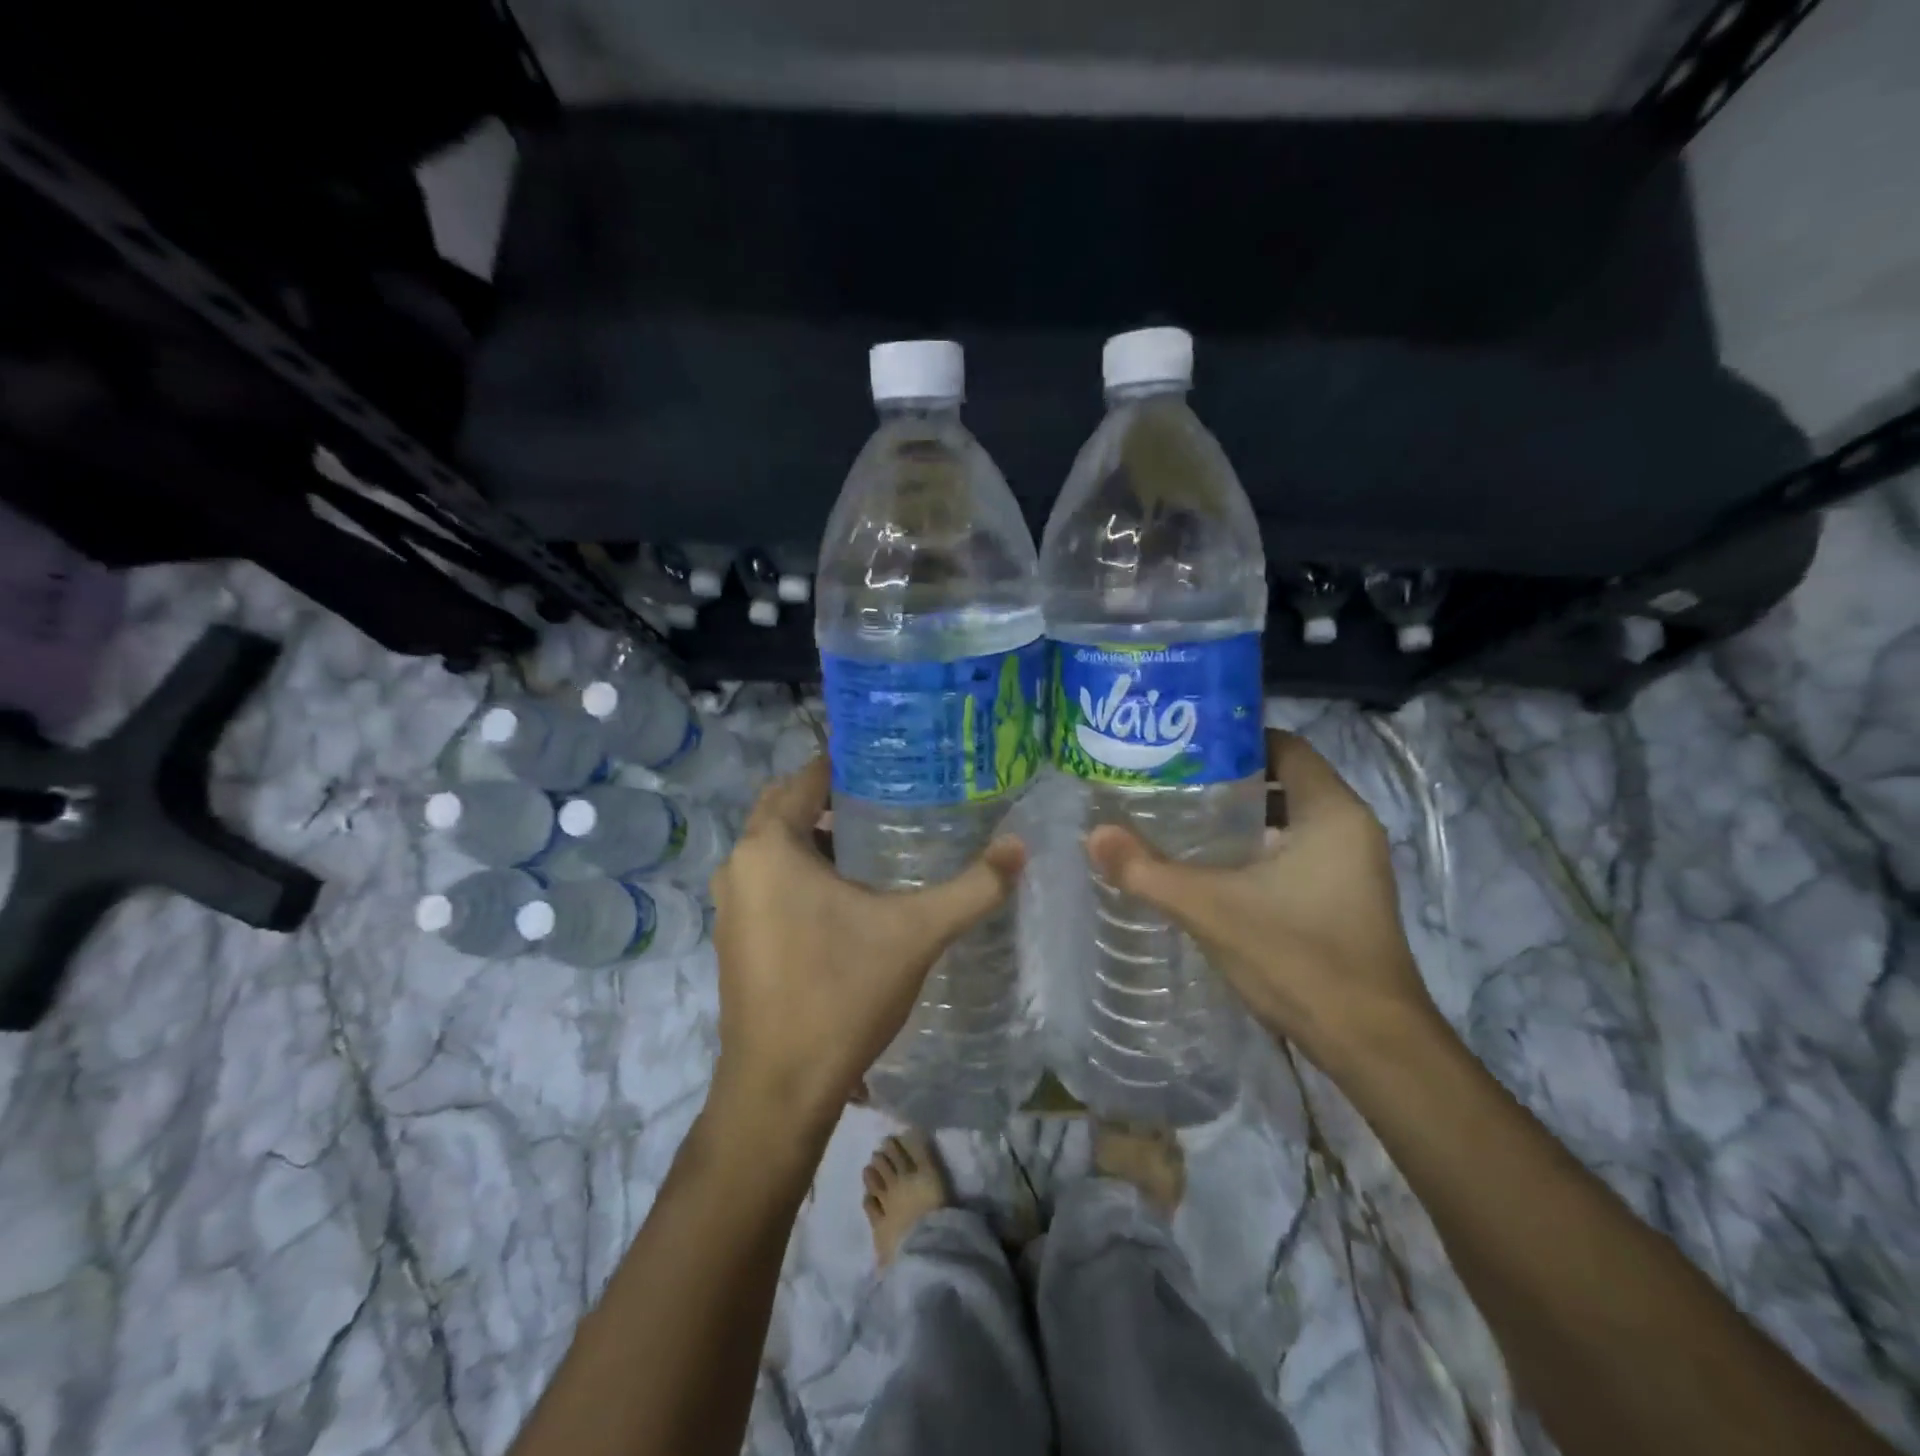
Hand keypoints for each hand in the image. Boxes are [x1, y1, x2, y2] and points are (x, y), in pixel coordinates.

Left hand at [708, 757, 1025, 1132]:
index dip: (846, 763)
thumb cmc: (841, 992)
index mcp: (770, 846)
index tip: (891, 761)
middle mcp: (739, 865)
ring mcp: (731, 905)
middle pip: (786, 808)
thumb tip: (1020, 847)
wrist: (779, 1087)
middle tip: (891, 797)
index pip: (806, 779)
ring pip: (777, 848)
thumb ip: (972, 888)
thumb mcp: (916, 933)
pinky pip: (769, 882)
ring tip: (876, 841)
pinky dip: (802, 873)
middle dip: (832, 798)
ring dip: (817, 837)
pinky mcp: (735, 938)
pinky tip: (848, 897)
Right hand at [1085, 729, 1438, 1072]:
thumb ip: (1148, 871)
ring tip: (1181, 816)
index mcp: (1331, 812)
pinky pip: (1297, 851)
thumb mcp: (1211, 908)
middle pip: (1284, 780)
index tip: (1183, 746)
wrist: (1370, 1045)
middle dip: (1228, 778)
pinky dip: (1258, 848)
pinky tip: (1214, 867)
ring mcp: (1353, 866)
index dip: (1234, 739)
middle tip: (1170, 780)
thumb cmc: (1298, 957)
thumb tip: (1094, 836)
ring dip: (1242, 817)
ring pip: (1290, 819)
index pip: (1284, 746)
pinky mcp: (1346, 898)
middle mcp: (1350, 828)